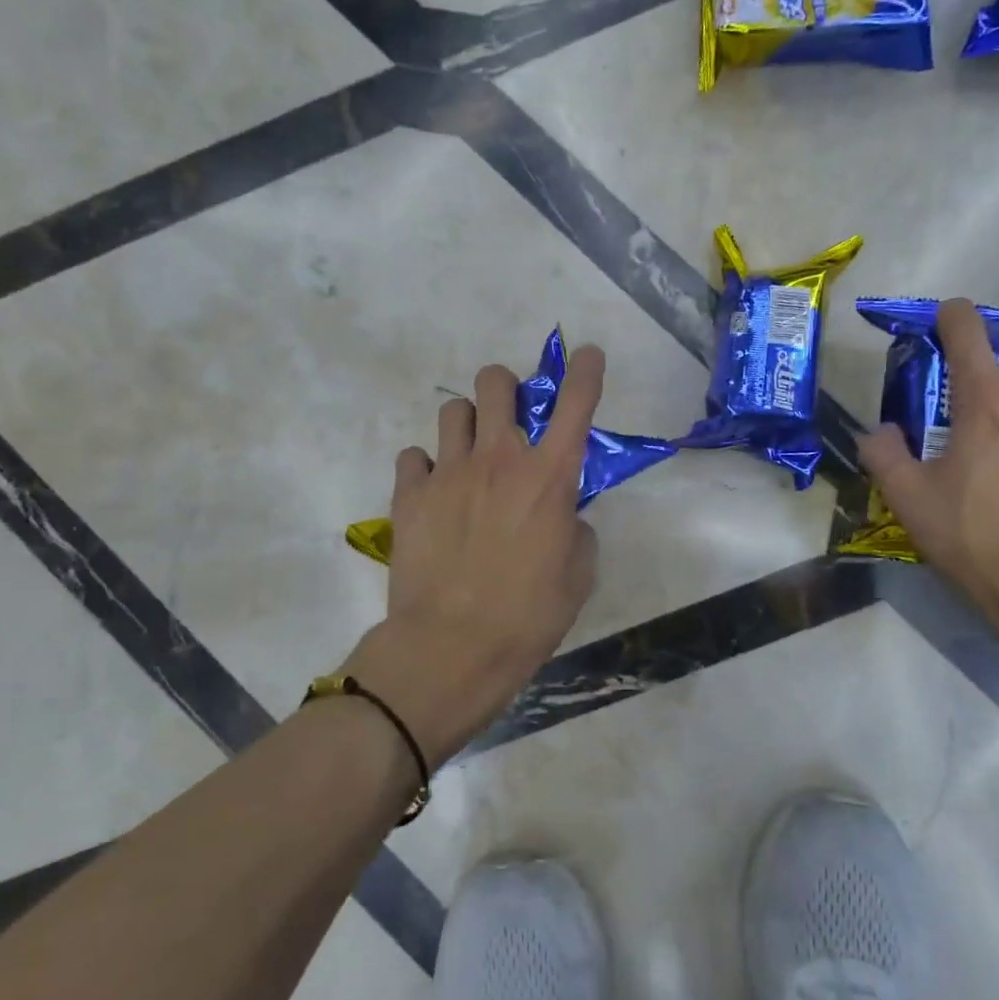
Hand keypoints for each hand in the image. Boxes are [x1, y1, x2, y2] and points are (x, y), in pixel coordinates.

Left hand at [347, 349, 604, 764]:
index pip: (575, 404)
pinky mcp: (410, 494)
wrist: (453, 645)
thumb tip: (563, 516)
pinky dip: (426, 467)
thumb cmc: (528, 616)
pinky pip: (414, 457)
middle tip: (507, 415)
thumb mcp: (577, 576)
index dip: (586, 371)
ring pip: (452, 410)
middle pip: (496, 383)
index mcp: (549, 477)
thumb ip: (576, 531)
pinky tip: (433, 492)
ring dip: (466, 424)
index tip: (588, 354)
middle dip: (505, 387)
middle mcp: (499, 459)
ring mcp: (449, 472)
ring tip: (468, 456)